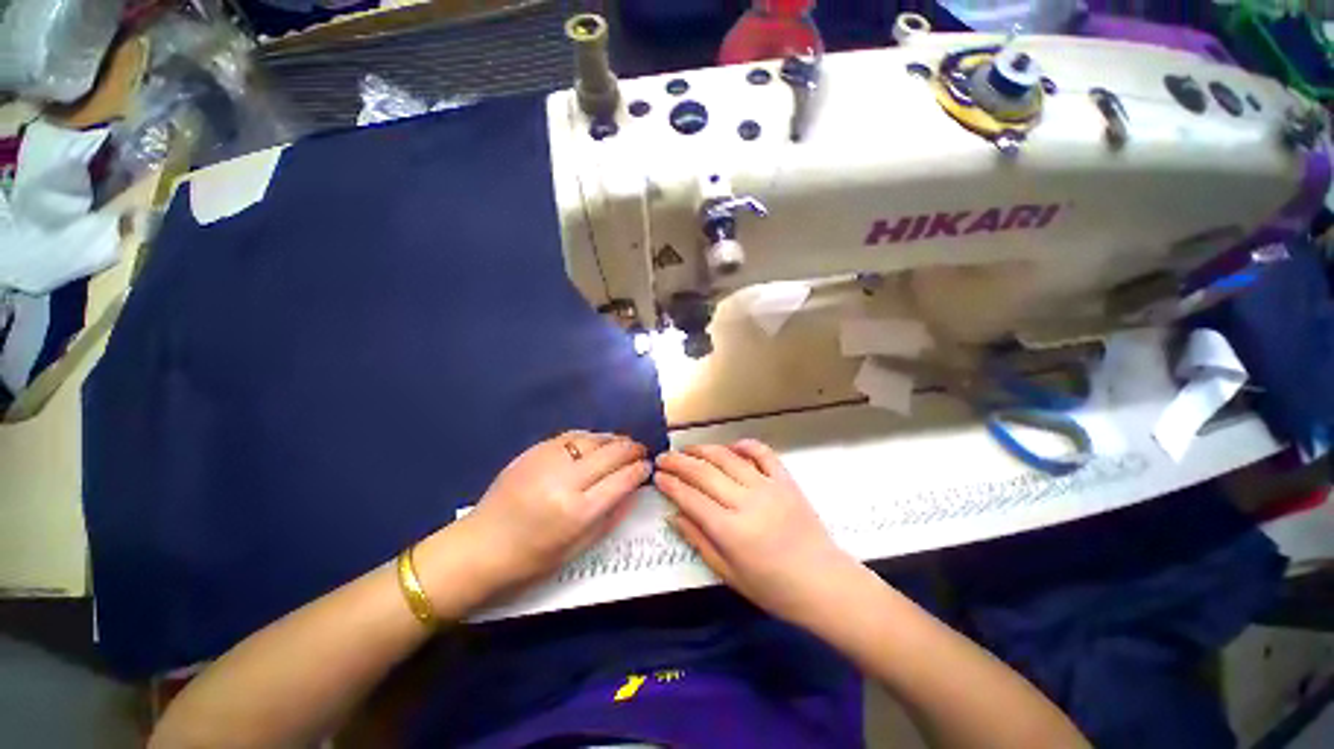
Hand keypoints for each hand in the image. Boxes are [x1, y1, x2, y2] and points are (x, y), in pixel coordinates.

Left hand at [450, 432, 649, 595]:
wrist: (480, 546)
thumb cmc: (531, 559)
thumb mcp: (577, 549)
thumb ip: (610, 517)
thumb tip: (633, 489)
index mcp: (577, 512)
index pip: (621, 480)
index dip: (639, 470)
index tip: (648, 467)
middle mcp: (565, 481)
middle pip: (610, 454)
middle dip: (631, 449)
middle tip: (641, 450)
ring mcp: (548, 461)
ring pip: (592, 439)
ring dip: (613, 440)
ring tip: (622, 444)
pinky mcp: (533, 451)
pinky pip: (571, 436)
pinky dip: (589, 437)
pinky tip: (595, 442)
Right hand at [654, 440, 857, 625]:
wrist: (825, 583)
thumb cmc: (774, 589)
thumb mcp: (729, 574)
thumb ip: (699, 541)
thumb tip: (674, 515)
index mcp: (731, 530)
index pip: (691, 498)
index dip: (670, 485)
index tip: (657, 476)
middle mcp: (747, 502)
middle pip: (704, 473)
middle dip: (679, 462)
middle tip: (663, 457)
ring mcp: (768, 487)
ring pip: (728, 458)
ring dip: (704, 449)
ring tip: (688, 448)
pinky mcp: (786, 481)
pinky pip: (763, 454)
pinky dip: (745, 445)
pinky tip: (732, 446)